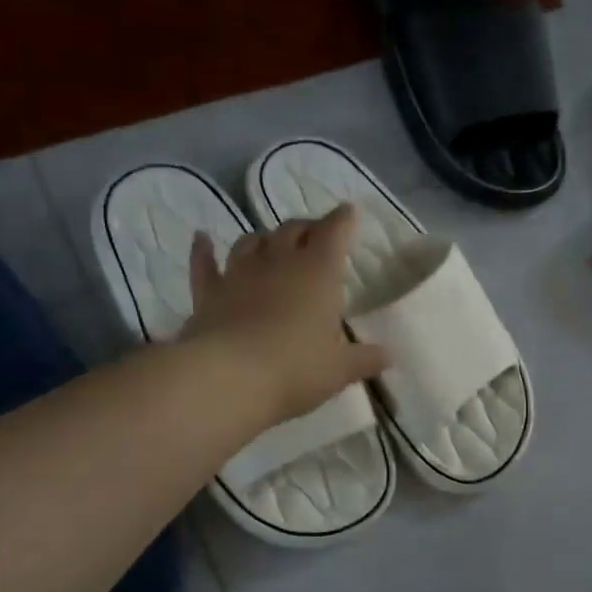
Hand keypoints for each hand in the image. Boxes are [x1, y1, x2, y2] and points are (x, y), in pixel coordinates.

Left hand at [183, 206, 389, 426]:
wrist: (227, 379)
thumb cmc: (295, 369)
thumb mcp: (339, 370)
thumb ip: (365, 359)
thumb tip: (389, 356)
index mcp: (318, 272)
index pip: (334, 232)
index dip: (343, 220)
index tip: (349, 212)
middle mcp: (279, 262)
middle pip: (293, 229)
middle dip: (307, 228)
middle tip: (315, 235)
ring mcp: (239, 274)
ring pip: (252, 241)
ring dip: (265, 238)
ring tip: (272, 242)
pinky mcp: (208, 293)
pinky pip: (204, 263)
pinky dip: (203, 250)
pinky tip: (202, 238)